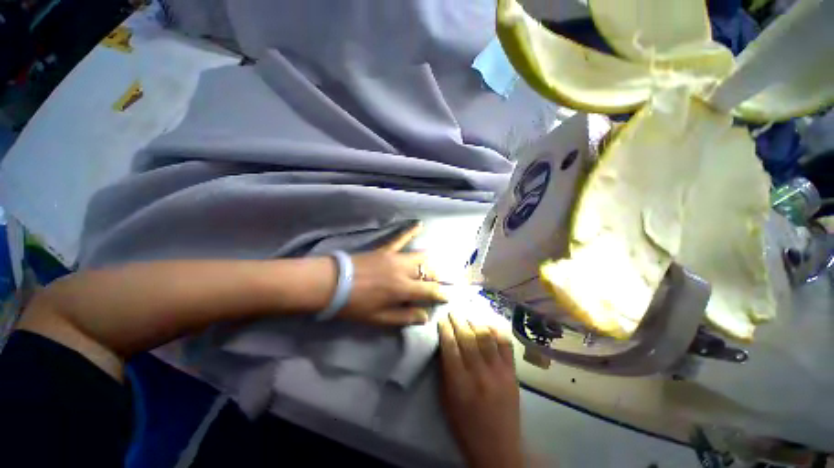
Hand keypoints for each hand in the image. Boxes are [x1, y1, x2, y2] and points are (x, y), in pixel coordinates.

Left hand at [338, 224, 446, 325]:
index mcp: (403, 289)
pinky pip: (400, 238)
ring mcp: (395, 257)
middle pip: (428, 270)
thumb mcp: (379, 318)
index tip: (447, 296)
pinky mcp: (385, 249)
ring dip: (428, 262)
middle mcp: (404, 270)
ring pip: (420, 256)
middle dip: (436, 278)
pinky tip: (420, 224)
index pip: (431, 290)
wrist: (333, 284)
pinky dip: (411, 231)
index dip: (441, 294)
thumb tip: (425, 316)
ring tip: (430, 267)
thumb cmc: (356, 305)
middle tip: (434, 284)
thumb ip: (404, 317)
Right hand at [438, 314, 523, 467]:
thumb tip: (444, 343)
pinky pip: (505, 345)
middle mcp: (479, 374)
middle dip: (458, 320)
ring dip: (475, 321)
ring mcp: (499, 372)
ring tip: (468, 313)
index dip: (445, 329)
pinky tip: (488, 323)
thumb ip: (445, 371)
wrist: (499, 448)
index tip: (442, 318)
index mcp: (460, 384)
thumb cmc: (465, 426)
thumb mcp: (447, 401)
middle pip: (468, 338)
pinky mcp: (512, 373)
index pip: (450, 347)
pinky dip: (496, 330)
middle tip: (453, 311)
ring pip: (486, 337)